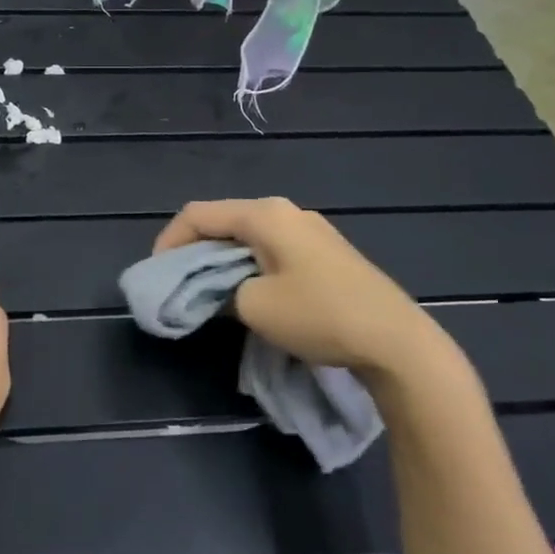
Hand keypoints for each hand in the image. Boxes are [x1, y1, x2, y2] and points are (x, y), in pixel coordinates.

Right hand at [154, 197, 439, 380]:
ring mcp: (310, 230)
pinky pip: (272, 248)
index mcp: (265, 214)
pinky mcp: (326, 252)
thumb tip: (216, 290)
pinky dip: (248, 265)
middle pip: (224, 221)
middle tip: (178, 283)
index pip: (199, 214)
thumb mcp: (254, 307)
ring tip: (209, 291)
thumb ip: (220, 292)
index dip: (170, 240)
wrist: (396, 341)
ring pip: (248, 236)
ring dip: (222, 260)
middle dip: (195, 250)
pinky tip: (249, 292)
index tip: (158, 274)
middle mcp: (286, 211)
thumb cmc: (319, 315)